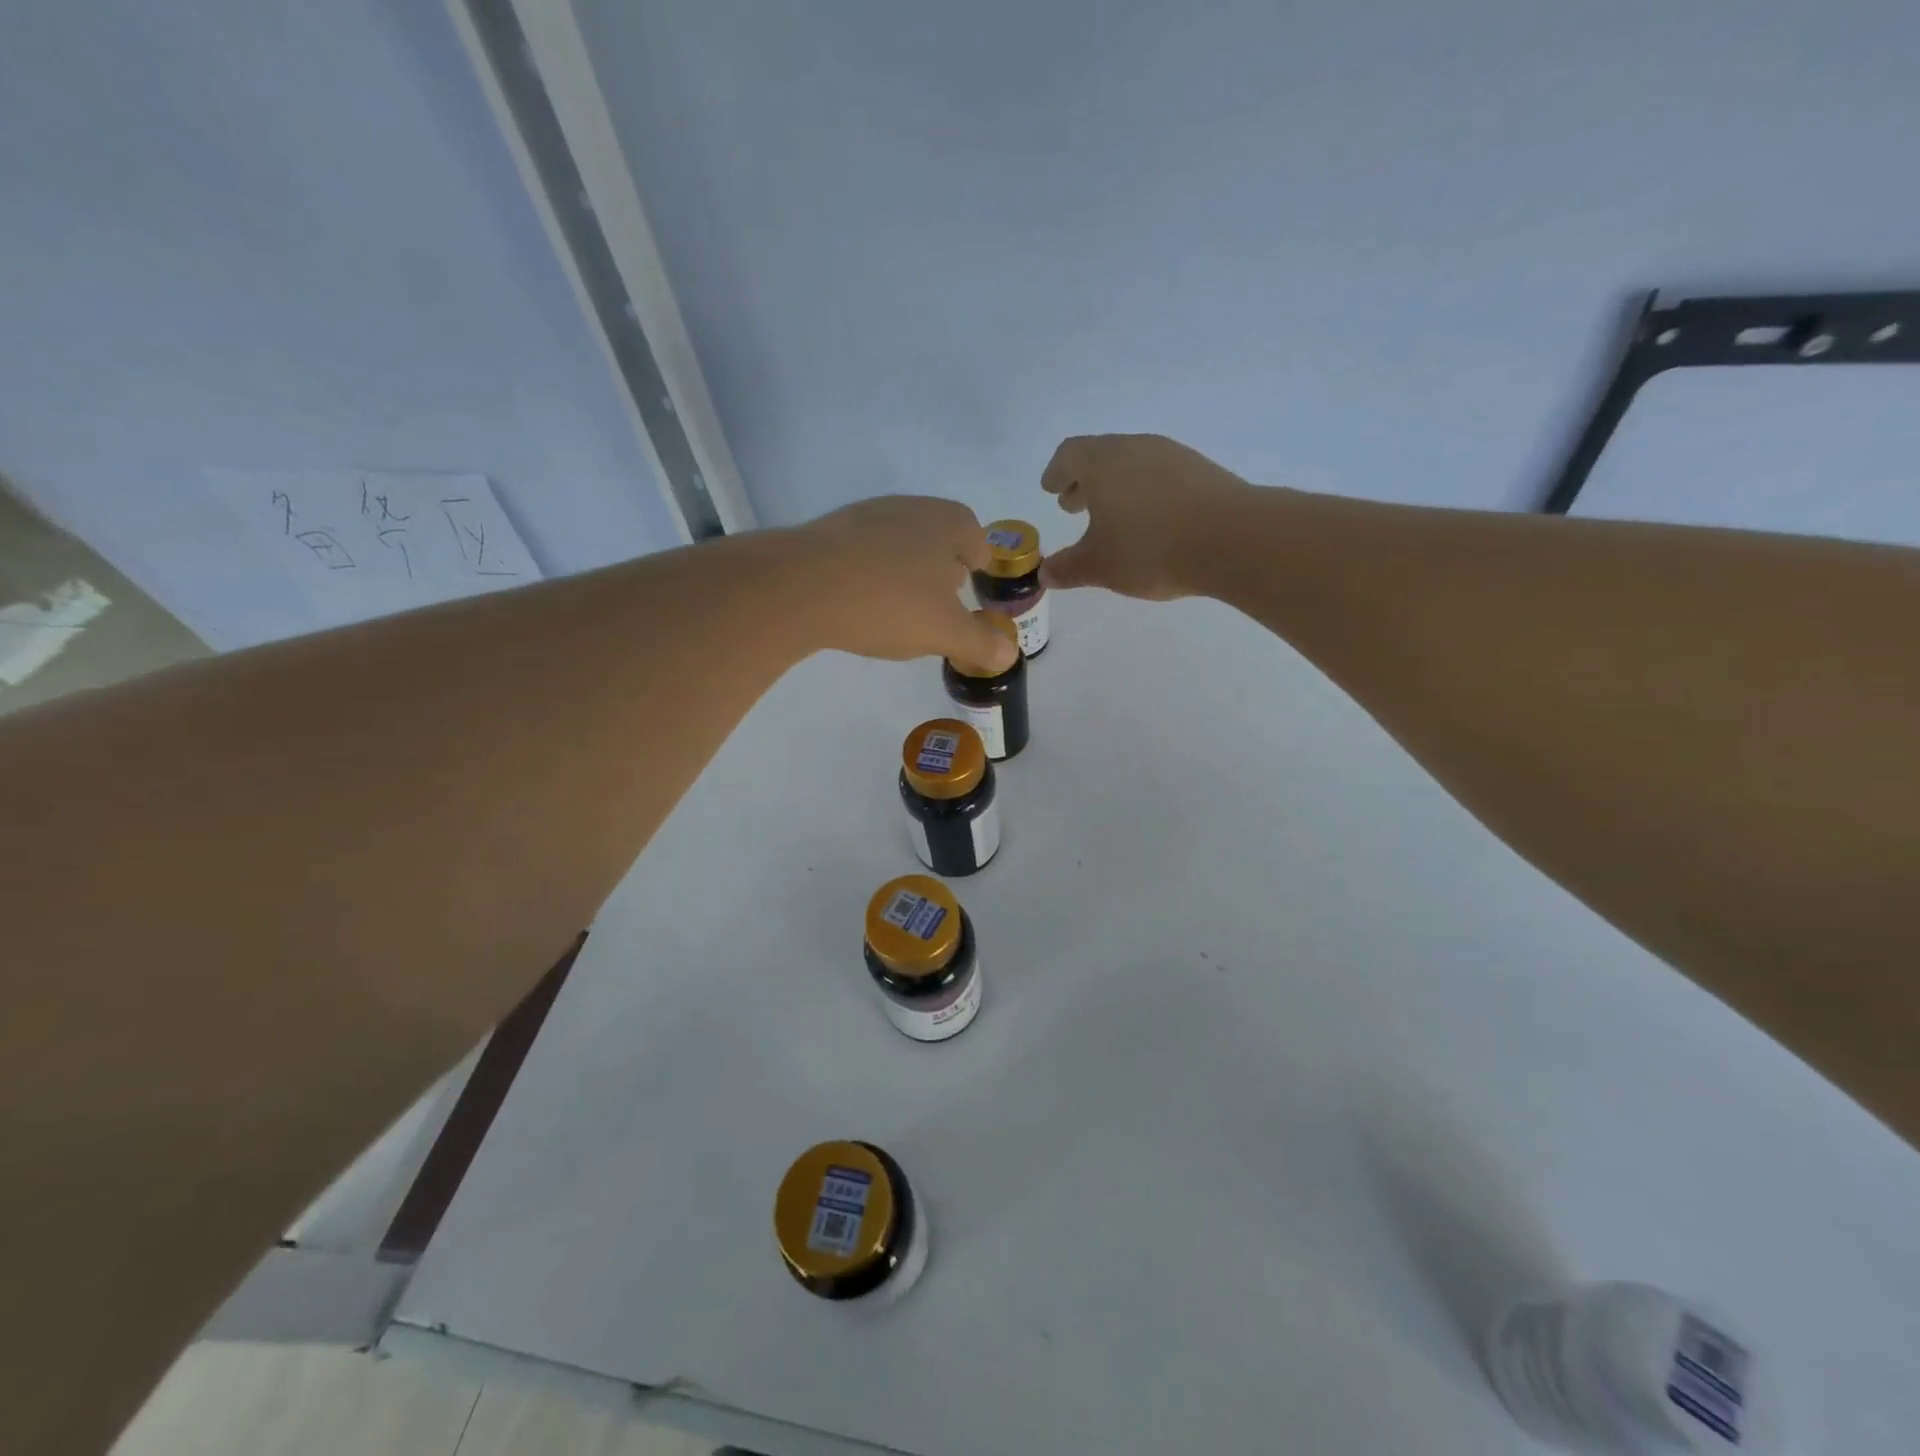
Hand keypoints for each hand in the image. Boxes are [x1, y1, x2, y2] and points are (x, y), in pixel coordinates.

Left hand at [794, 496, 1019, 669]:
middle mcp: (912, 508)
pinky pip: (864, 552)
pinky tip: (859, 602)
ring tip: (898, 608)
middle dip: (942, 569)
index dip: (980, 568)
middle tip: (938, 605)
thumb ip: (981, 643)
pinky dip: (870, 574)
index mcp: (949, 523)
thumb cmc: (889, 603)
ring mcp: (868, 515)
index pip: (978, 540)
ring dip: (905, 572)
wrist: (801, 586)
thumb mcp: (945, 632)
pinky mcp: (830, 530)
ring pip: (900, 543)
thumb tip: (1009, 654)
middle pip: (939, 537)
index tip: (971, 595)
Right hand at [1040, 434, 1253, 598]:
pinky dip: (1145, 493)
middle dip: (1084, 481)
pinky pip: (1161, 476)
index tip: (1051, 488)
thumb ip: (1068, 568)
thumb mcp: (1099, 566)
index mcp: (1103, 462)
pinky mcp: (1202, 471)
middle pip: (1102, 456)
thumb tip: (1045, 573)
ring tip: (1112, 517)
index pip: (1069, 454)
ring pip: (1133, 464)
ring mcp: (1173, 456)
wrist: (1233, 540)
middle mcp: (1136, 448)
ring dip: (1116, 487)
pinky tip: (1150, 521)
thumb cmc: (1150, 548)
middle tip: (1073, 504)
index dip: (1056, 472)